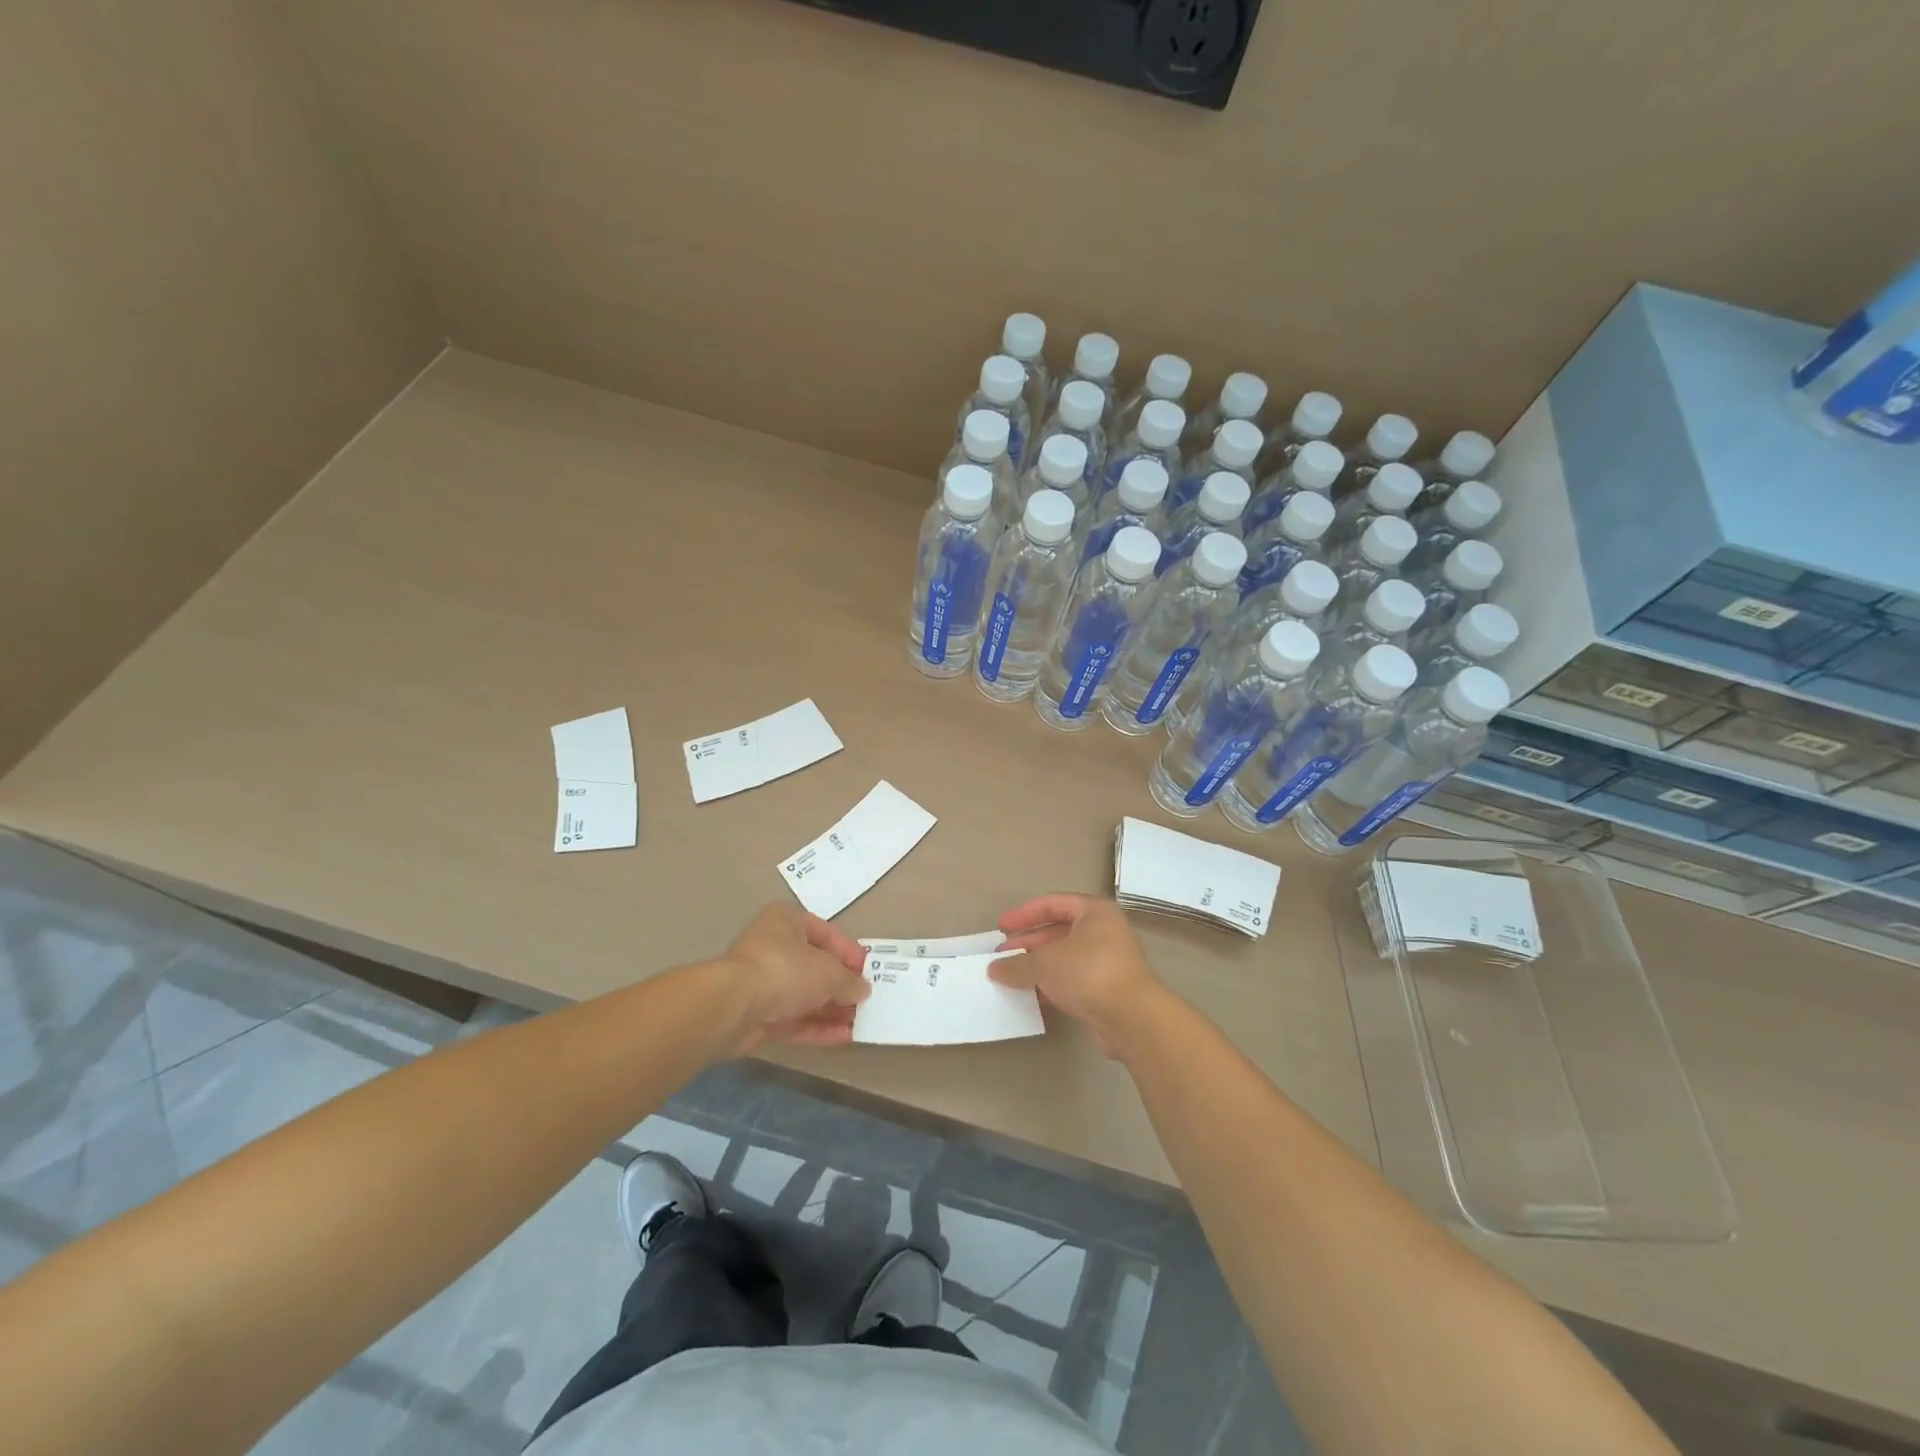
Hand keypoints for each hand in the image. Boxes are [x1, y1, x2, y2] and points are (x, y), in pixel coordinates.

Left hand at [723, 903, 871, 1053]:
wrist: (733, 1007)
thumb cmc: (785, 970)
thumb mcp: (829, 972)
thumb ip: (849, 981)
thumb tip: (862, 990)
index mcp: (787, 921)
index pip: (826, 934)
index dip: (850, 953)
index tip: (870, 972)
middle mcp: (774, 947)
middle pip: (815, 967)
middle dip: (841, 986)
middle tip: (867, 1001)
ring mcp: (763, 983)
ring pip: (805, 996)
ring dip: (832, 1010)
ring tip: (861, 1022)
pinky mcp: (758, 1015)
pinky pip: (794, 1019)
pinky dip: (817, 1027)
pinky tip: (843, 1037)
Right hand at [991, 894, 1162, 1052]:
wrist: (1131, 1018)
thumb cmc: (1088, 972)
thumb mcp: (1045, 963)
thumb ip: (1017, 964)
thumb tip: (993, 969)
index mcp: (1094, 912)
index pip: (1053, 904)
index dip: (1024, 914)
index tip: (1001, 927)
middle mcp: (1104, 931)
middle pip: (1058, 932)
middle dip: (1028, 944)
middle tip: (1001, 957)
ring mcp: (1108, 962)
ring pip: (1065, 958)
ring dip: (1037, 967)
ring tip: (1010, 978)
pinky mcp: (1108, 990)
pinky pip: (1073, 981)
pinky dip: (1051, 985)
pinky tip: (1030, 996)